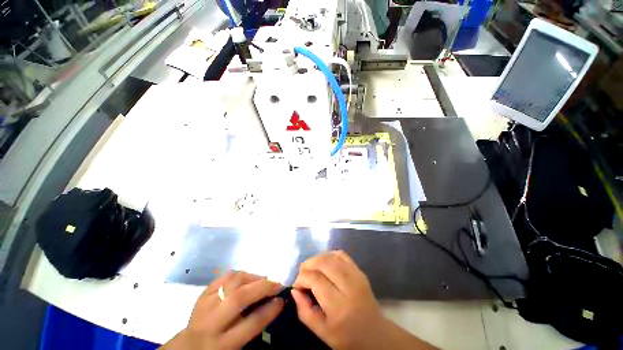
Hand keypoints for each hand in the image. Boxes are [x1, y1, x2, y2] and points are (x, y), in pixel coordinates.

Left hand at [162, 271, 283, 349]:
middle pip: (238, 298)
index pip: (252, 323)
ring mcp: (205, 305)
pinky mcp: (200, 295)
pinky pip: (219, 279)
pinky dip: (235, 276)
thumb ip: (251, 328)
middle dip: (261, 288)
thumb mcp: (238, 346)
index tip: (282, 301)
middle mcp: (213, 321)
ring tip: (263, 280)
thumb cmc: (220, 348)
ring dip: (249, 278)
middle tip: (277, 285)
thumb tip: (270, 306)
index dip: (270, 310)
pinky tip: (246, 278)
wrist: (192, 344)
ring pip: (227, 284)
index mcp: (226, 342)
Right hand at [292, 251, 435, 349]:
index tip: (297, 288)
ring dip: (318, 259)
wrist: (374, 333)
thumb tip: (295, 290)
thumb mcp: (320, 330)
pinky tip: (323, 266)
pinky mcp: (362, 275)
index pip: (316, 280)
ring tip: (310, 270)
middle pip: (326, 263)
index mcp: (339, 305)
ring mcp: (359, 279)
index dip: (301, 279)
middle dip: (308, 265)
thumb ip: (304, 310)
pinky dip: (331, 257)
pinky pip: (345, 257)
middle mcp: (351, 288)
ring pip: (336, 257)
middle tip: (301, 276)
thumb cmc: (345, 336)